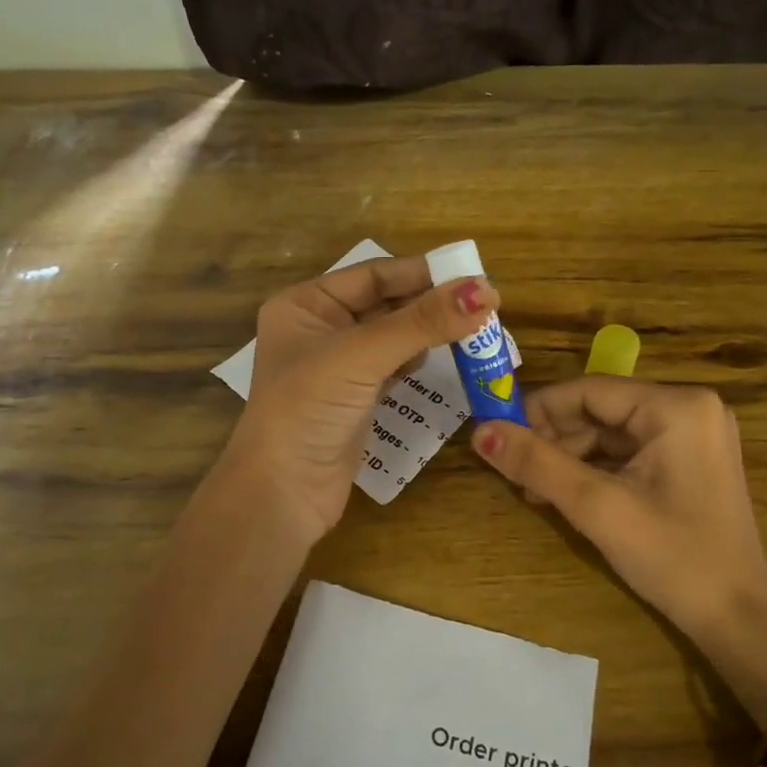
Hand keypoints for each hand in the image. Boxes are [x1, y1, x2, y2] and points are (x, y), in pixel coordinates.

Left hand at [222, 256, 497, 543]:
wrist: (282, 494)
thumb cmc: (308, 409)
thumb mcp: (362, 356)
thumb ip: (422, 322)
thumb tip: (485, 290)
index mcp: (305, 305)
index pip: (373, 275)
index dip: (422, 272)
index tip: (474, 274)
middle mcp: (319, 328)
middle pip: (385, 304)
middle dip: (430, 303)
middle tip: (484, 303)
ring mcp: (337, 367)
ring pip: (393, 336)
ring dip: (428, 332)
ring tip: (473, 328)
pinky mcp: (355, 399)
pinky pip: (393, 367)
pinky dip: (418, 361)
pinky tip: (442, 358)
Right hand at [471, 378, 766, 718]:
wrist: (737, 619)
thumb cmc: (672, 557)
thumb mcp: (597, 507)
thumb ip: (536, 464)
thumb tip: (480, 432)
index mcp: (677, 406)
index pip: (588, 390)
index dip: (537, 410)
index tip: (495, 433)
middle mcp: (689, 408)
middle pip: (600, 410)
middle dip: (553, 439)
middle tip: (513, 471)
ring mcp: (693, 436)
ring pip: (611, 433)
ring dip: (569, 457)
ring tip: (533, 491)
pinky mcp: (689, 462)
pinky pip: (629, 453)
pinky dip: (595, 470)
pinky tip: (564, 494)